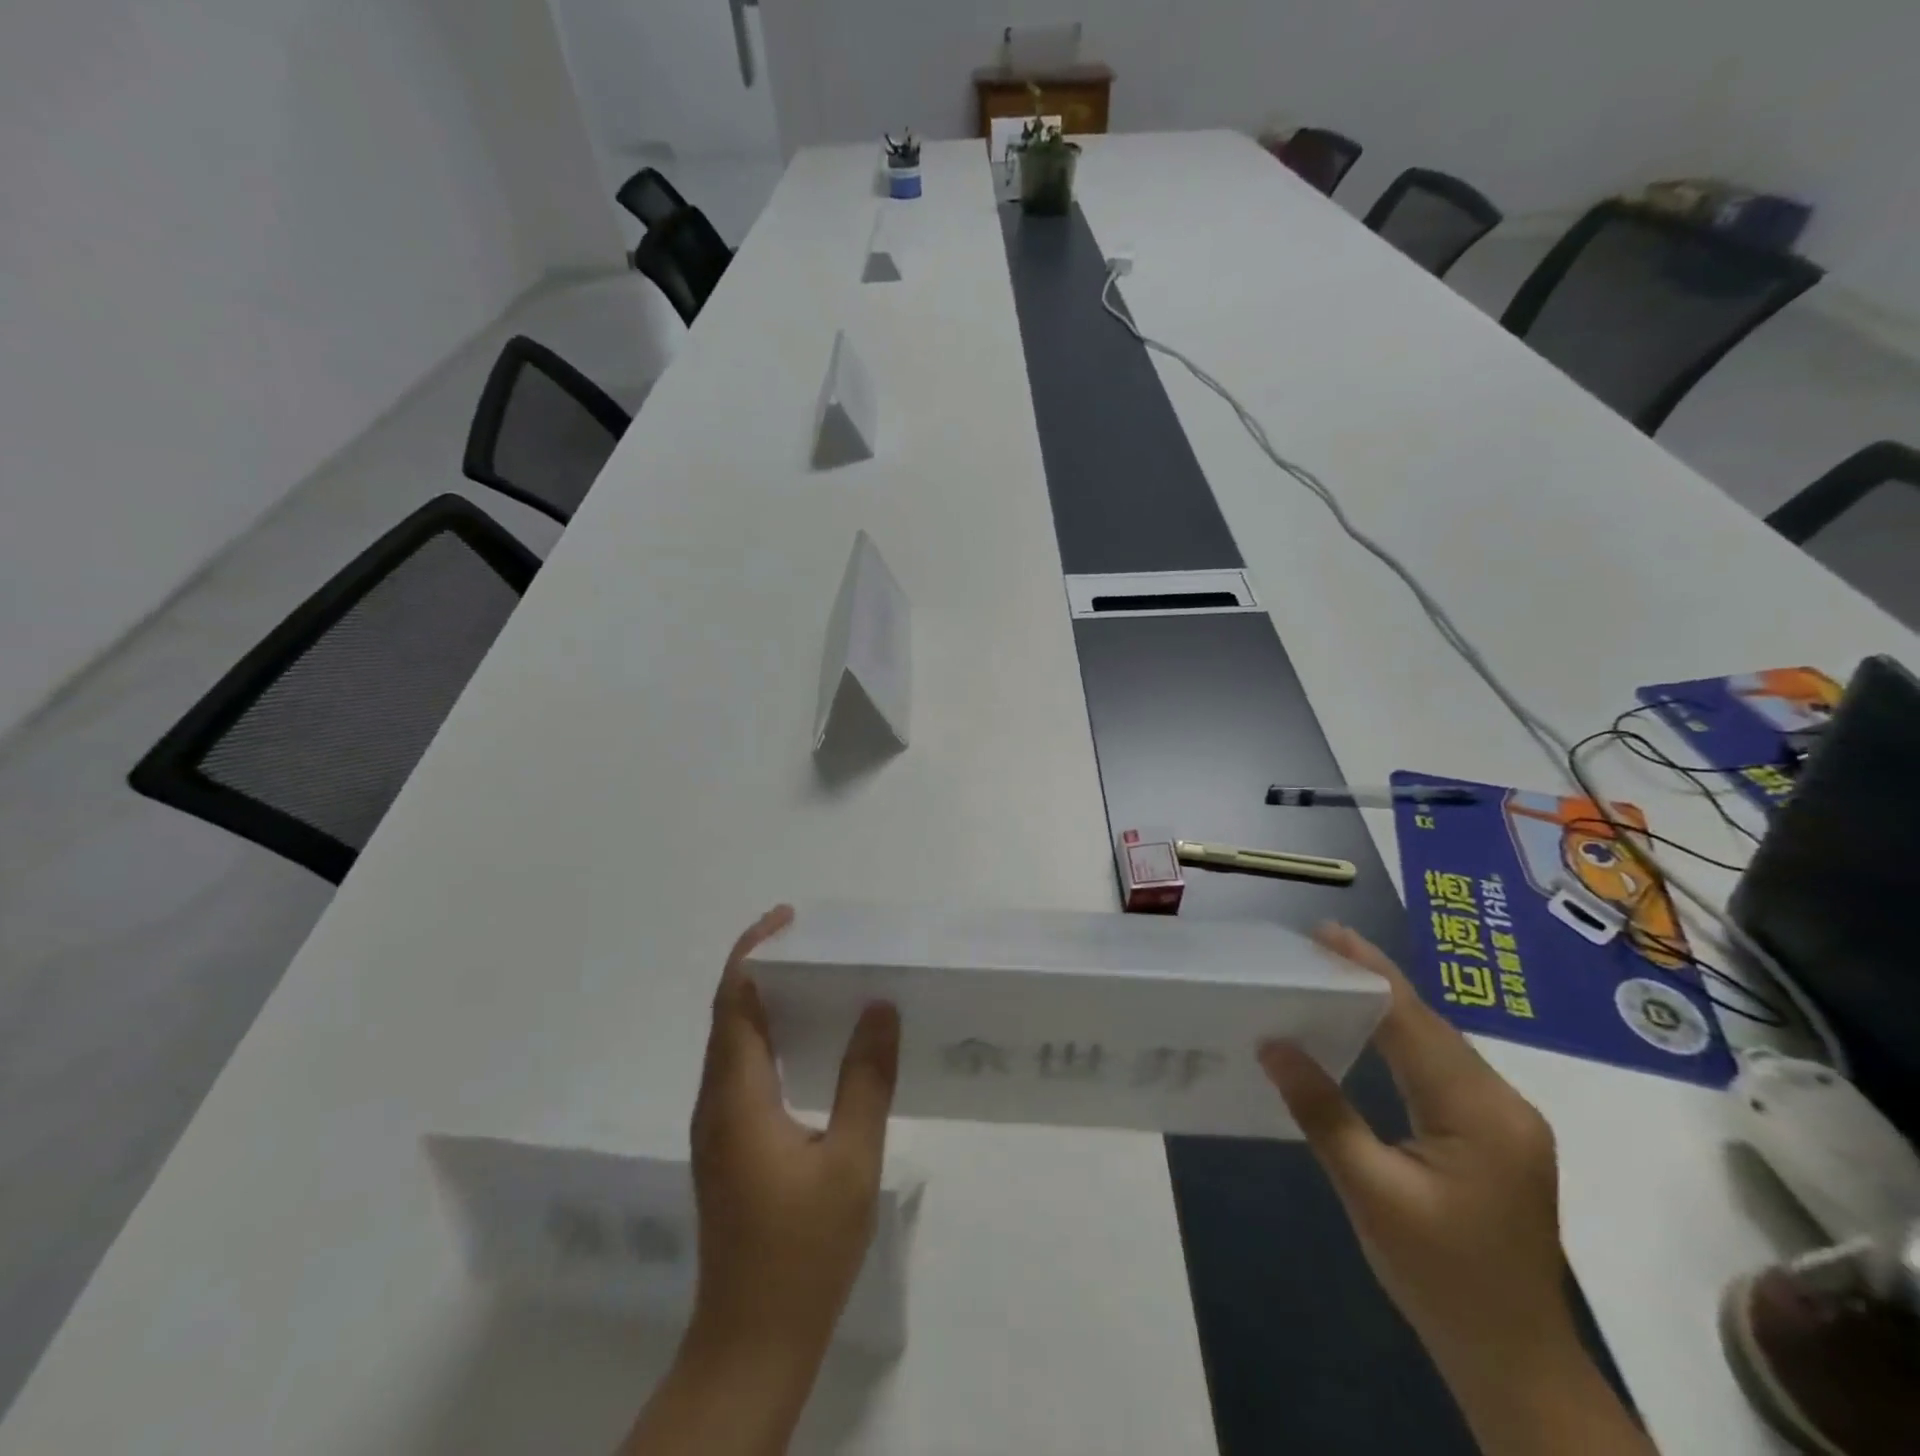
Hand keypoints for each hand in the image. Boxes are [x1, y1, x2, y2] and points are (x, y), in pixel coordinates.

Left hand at [622, 906, 899, 1455]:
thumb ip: (866, 1079)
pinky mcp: (727, 1147)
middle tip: (812, 941)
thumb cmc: (804, 1251)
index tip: (788, 919)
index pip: (734, 1001)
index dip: (754, 951)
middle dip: (762, 967)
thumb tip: (879, 1008)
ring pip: (731, 1043)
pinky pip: (741, 1069)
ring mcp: (717, 1127)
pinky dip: (767, 1036)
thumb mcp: (851, 1160)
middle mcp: (716, 1101)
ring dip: (764, 1002)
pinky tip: (807, 1043)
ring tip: (815, 978)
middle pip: (729, 1014)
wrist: (752, 1342)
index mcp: (737, 1095)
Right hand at [1260, 924, 1568, 1368]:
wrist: (1517, 1363)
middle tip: (1319, 946)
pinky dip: (1404, 1041)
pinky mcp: (1499, 1136)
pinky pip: (1445, 1070)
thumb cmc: (1440, 1279)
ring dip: (1389, 1009)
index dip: (1369, 973)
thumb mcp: (1370, 1192)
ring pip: (1439, 1045)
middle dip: (1375, 982)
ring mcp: (1508, 1121)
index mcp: (1480, 1114)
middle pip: (1431, 1026)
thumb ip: (1322, 1111)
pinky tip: (1372, 1032)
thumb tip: (1273, 1043)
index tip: (1327, 933)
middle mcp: (1504, 1104)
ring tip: (1336, 975)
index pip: (1414, 1024)